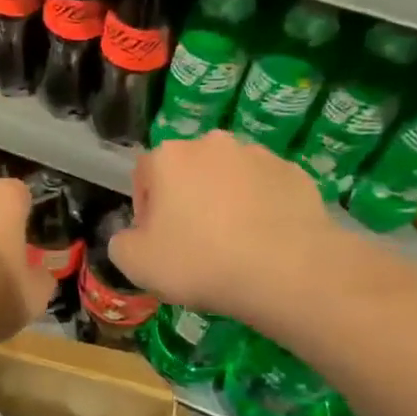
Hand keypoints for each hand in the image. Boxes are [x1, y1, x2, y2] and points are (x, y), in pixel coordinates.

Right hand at [110, 132, 337, 318]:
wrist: (287, 271)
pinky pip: (266, 191)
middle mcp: (212, 144)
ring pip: (229, 179)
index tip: (158, 241)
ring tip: (234, 245)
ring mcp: (258, 155)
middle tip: (194, 243)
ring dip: (225, 202)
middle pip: (188, 172)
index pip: (144, 175)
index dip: (146, 211)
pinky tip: (264, 243)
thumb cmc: (199, 261)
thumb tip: (133, 237)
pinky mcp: (295, 174)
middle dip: (187, 200)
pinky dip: (261, 210)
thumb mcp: (135, 264)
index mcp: (168, 157)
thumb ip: (121, 243)